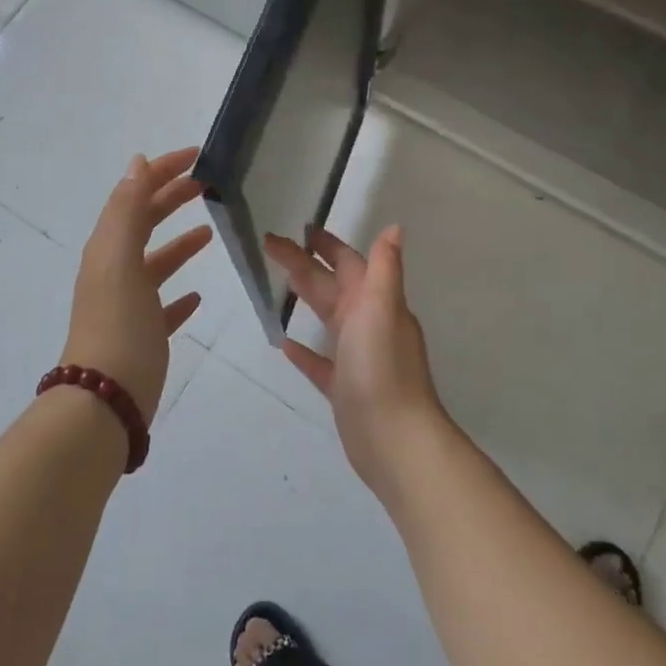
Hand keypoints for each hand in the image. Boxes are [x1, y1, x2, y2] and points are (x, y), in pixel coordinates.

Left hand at [63, 148, 211, 424]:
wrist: (106, 398)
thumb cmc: (117, 322)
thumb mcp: (119, 257)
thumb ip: (127, 209)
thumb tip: (137, 163)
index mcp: (109, 248)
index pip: (136, 195)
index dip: (162, 171)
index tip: (196, 156)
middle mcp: (115, 271)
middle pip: (146, 224)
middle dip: (172, 199)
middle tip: (207, 184)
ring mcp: (129, 305)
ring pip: (156, 263)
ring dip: (179, 244)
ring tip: (209, 231)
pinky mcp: (144, 335)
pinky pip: (164, 306)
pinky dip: (180, 294)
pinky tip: (197, 294)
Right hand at [265, 225, 446, 496]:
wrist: (393, 438)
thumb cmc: (382, 366)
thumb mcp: (381, 307)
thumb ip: (384, 267)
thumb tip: (394, 227)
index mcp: (376, 302)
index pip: (349, 263)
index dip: (327, 245)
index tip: (301, 229)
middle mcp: (369, 324)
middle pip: (332, 286)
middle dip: (304, 264)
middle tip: (270, 245)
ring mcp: (357, 357)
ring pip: (328, 318)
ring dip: (307, 298)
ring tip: (280, 282)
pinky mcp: (344, 388)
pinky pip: (320, 362)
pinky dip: (305, 351)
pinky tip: (285, 344)